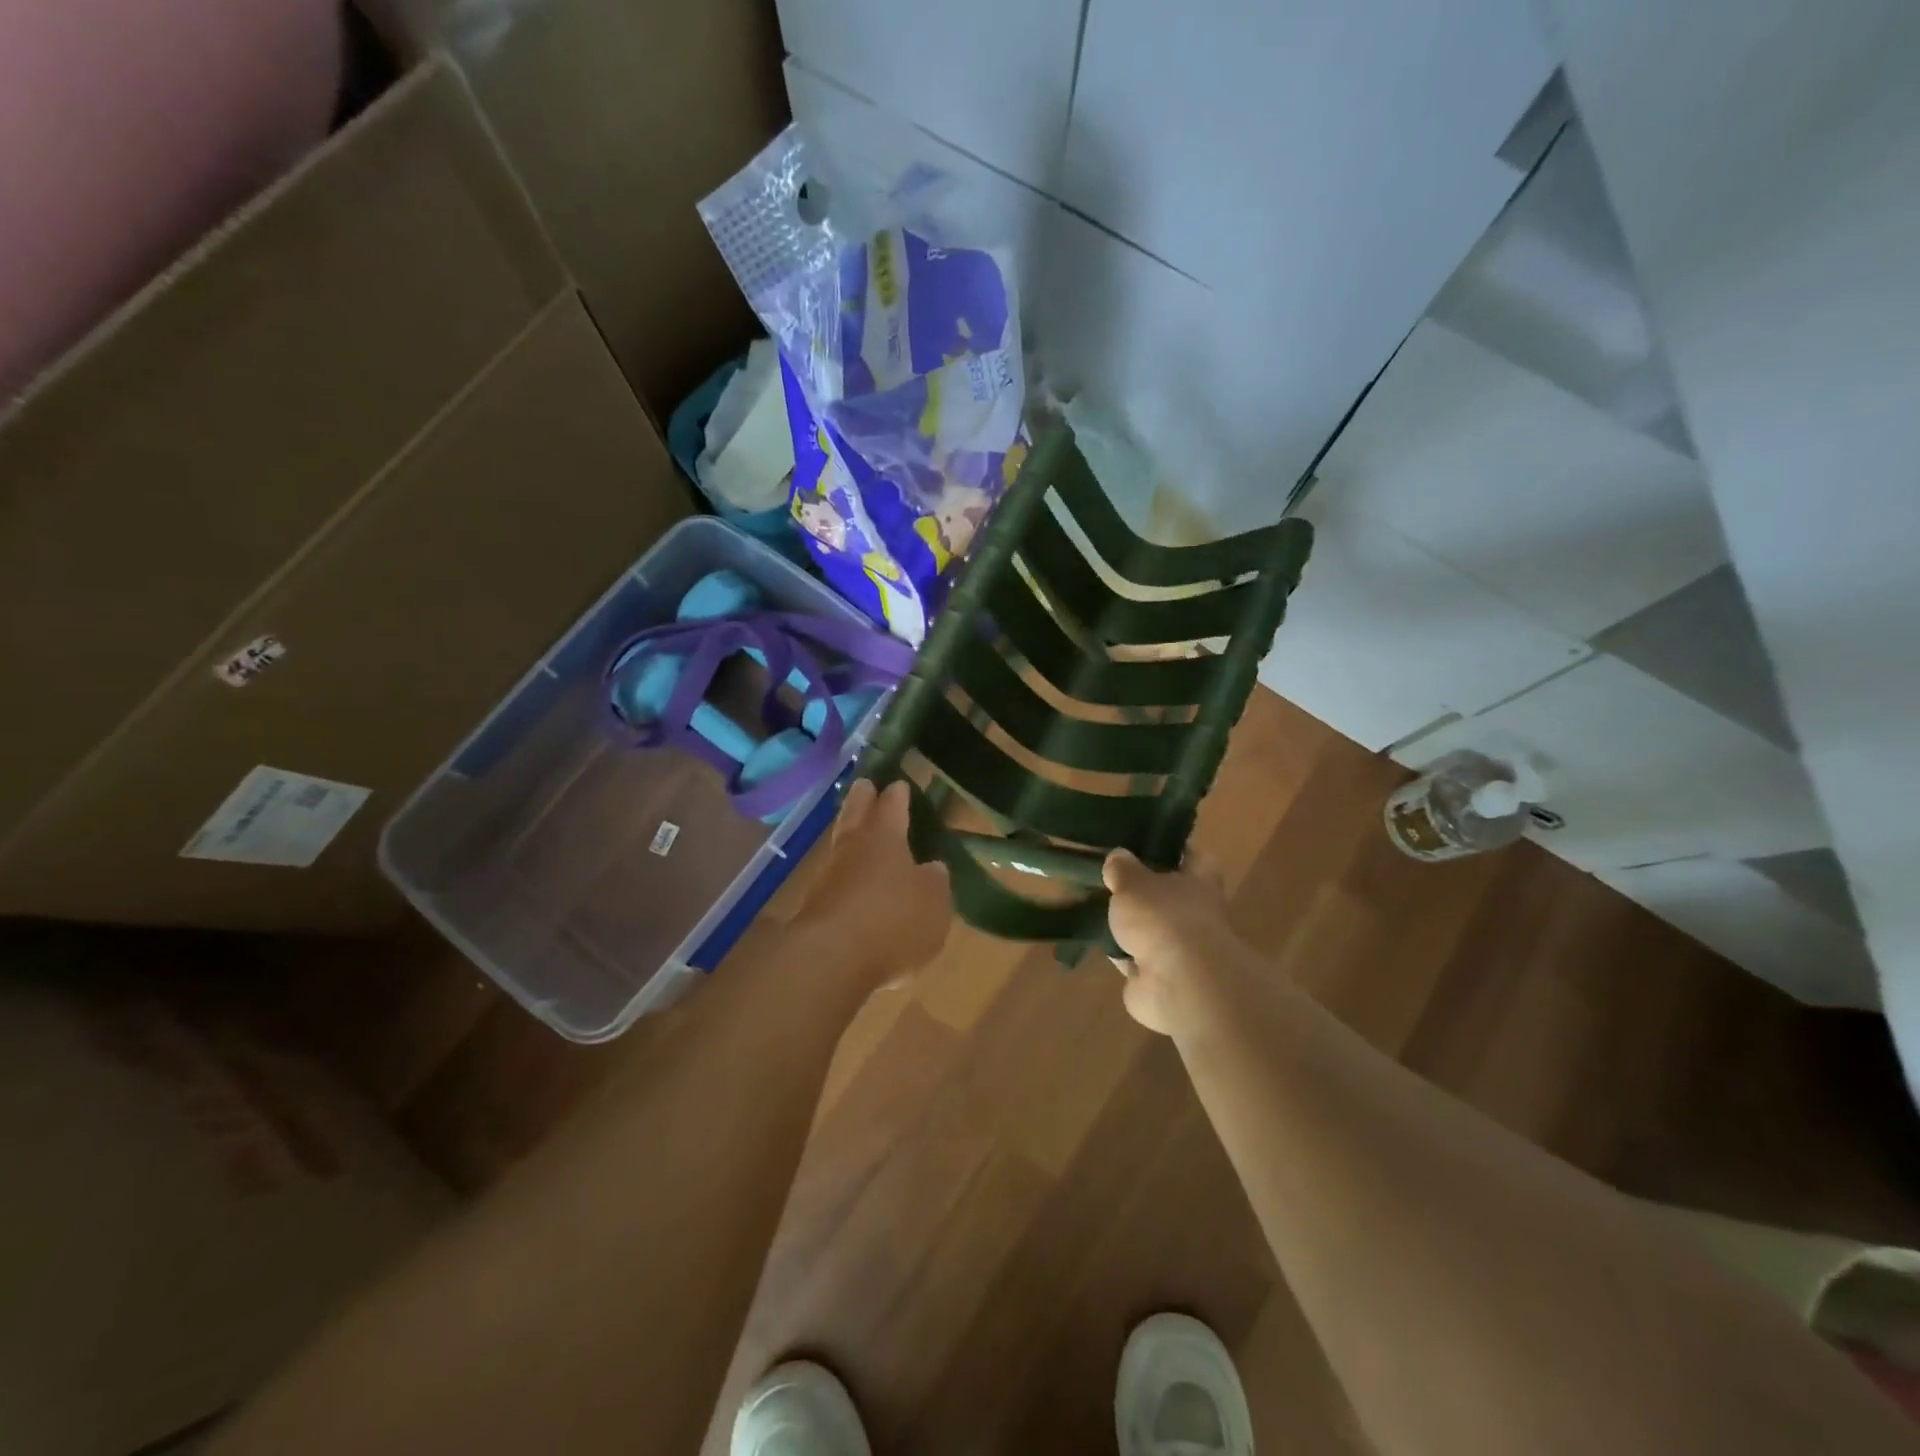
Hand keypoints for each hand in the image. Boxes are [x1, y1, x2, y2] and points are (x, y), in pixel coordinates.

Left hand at [793, 779, 952, 991]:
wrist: (831, 959)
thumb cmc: (893, 920)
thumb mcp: (934, 902)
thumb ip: (935, 882)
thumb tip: (931, 868)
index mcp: (885, 838)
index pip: (892, 806)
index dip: (898, 795)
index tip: (899, 784)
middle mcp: (853, 849)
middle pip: (856, 815)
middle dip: (862, 799)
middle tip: (864, 784)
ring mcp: (828, 878)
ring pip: (841, 847)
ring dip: (850, 837)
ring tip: (859, 834)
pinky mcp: (815, 909)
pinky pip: (835, 883)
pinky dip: (845, 878)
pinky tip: (855, 887)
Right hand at [1104, 848, 1237, 1035]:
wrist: (1179, 984)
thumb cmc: (1163, 919)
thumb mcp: (1133, 881)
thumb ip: (1123, 868)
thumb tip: (1119, 856)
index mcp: (1199, 881)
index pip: (1191, 856)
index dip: (1171, 848)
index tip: (1144, 843)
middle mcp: (1195, 913)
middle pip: (1167, 895)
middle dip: (1142, 891)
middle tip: (1109, 877)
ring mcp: (1180, 949)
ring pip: (1150, 929)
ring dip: (1129, 925)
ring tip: (1095, 907)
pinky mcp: (1160, 979)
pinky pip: (1135, 960)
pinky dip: (1120, 954)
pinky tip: (1097, 942)